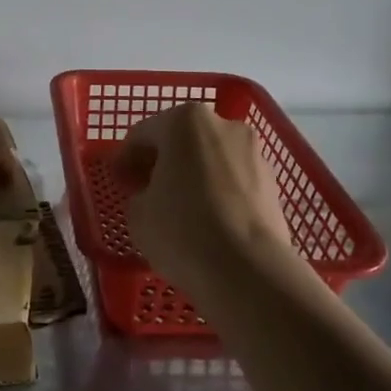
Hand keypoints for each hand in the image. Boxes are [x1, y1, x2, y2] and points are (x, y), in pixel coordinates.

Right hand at [117, 103, 296, 298]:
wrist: (249, 269)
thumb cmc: (182, 231)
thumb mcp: (138, 214)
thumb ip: (139, 193)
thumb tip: (153, 195)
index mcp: (184, 121)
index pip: (143, 133)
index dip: (125, 159)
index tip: (118, 183)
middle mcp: (223, 124)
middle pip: (181, 139)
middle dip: (162, 162)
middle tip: (145, 191)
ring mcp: (253, 151)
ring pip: (210, 158)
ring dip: (192, 175)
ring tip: (180, 208)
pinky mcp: (272, 181)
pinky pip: (233, 180)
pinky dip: (217, 191)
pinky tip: (208, 220)